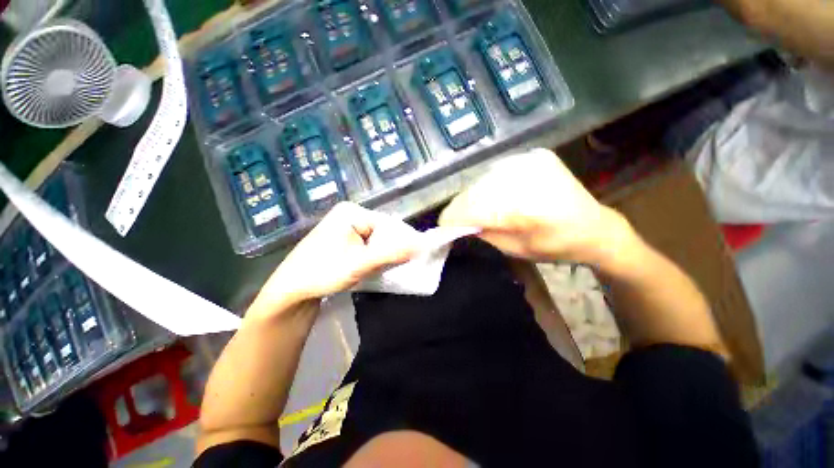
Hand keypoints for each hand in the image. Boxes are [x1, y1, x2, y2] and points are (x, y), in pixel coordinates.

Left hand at [247, 203, 419, 320]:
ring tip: (390, 269)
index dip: (401, 241)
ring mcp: (345, 229)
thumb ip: (392, 253)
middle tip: (401, 267)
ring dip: (383, 255)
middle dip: (391, 250)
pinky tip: (376, 268)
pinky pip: (366, 247)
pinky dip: (374, 258)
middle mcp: (349, 216)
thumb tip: (422, 245)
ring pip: (375, 241)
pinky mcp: (342, 242)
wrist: (290, 293)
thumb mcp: (361, 263)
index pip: (388, 224)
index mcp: (352, 212)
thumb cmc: (323, 272)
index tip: (413, 258)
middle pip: (382, 232)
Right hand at [439, 148, 633, 264]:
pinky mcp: (534, 155)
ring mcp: (531, 161)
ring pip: (483, 180)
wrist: (594, 227)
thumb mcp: (515, 249)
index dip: (453, 217)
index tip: (442, 225)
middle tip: (456, 218)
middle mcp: (526, 178)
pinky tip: (493, 196)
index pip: (473, 208)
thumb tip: (458, 224)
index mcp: (525, 209)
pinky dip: (488, 185)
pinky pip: (497, 171)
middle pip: (475, 191)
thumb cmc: (555, 246)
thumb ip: (484, 233)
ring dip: (473, 196)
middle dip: (461, 207)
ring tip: (473, 208)